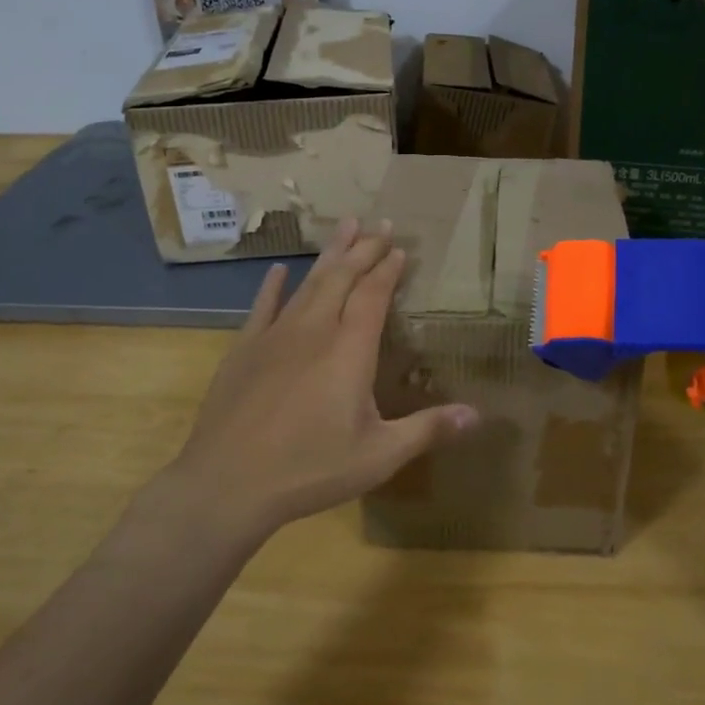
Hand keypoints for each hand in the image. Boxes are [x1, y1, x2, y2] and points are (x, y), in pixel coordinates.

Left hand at [164, 217, 477, 536]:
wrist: (227, 482)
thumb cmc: (310, 469)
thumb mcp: (379, 455)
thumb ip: (427, 430)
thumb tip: (477, 415)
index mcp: (350, 350)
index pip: (373, 295)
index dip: (387, 269)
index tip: (399, 247)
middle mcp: (314, 331)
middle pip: (342, 278)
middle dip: (363, 248)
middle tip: (379, 222)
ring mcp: (275, 336)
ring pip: (308, 284)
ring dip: (329, 255)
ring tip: (344, 227)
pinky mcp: (244, 349)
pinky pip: (263, 307)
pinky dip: (273, 286)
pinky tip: (279, 270)